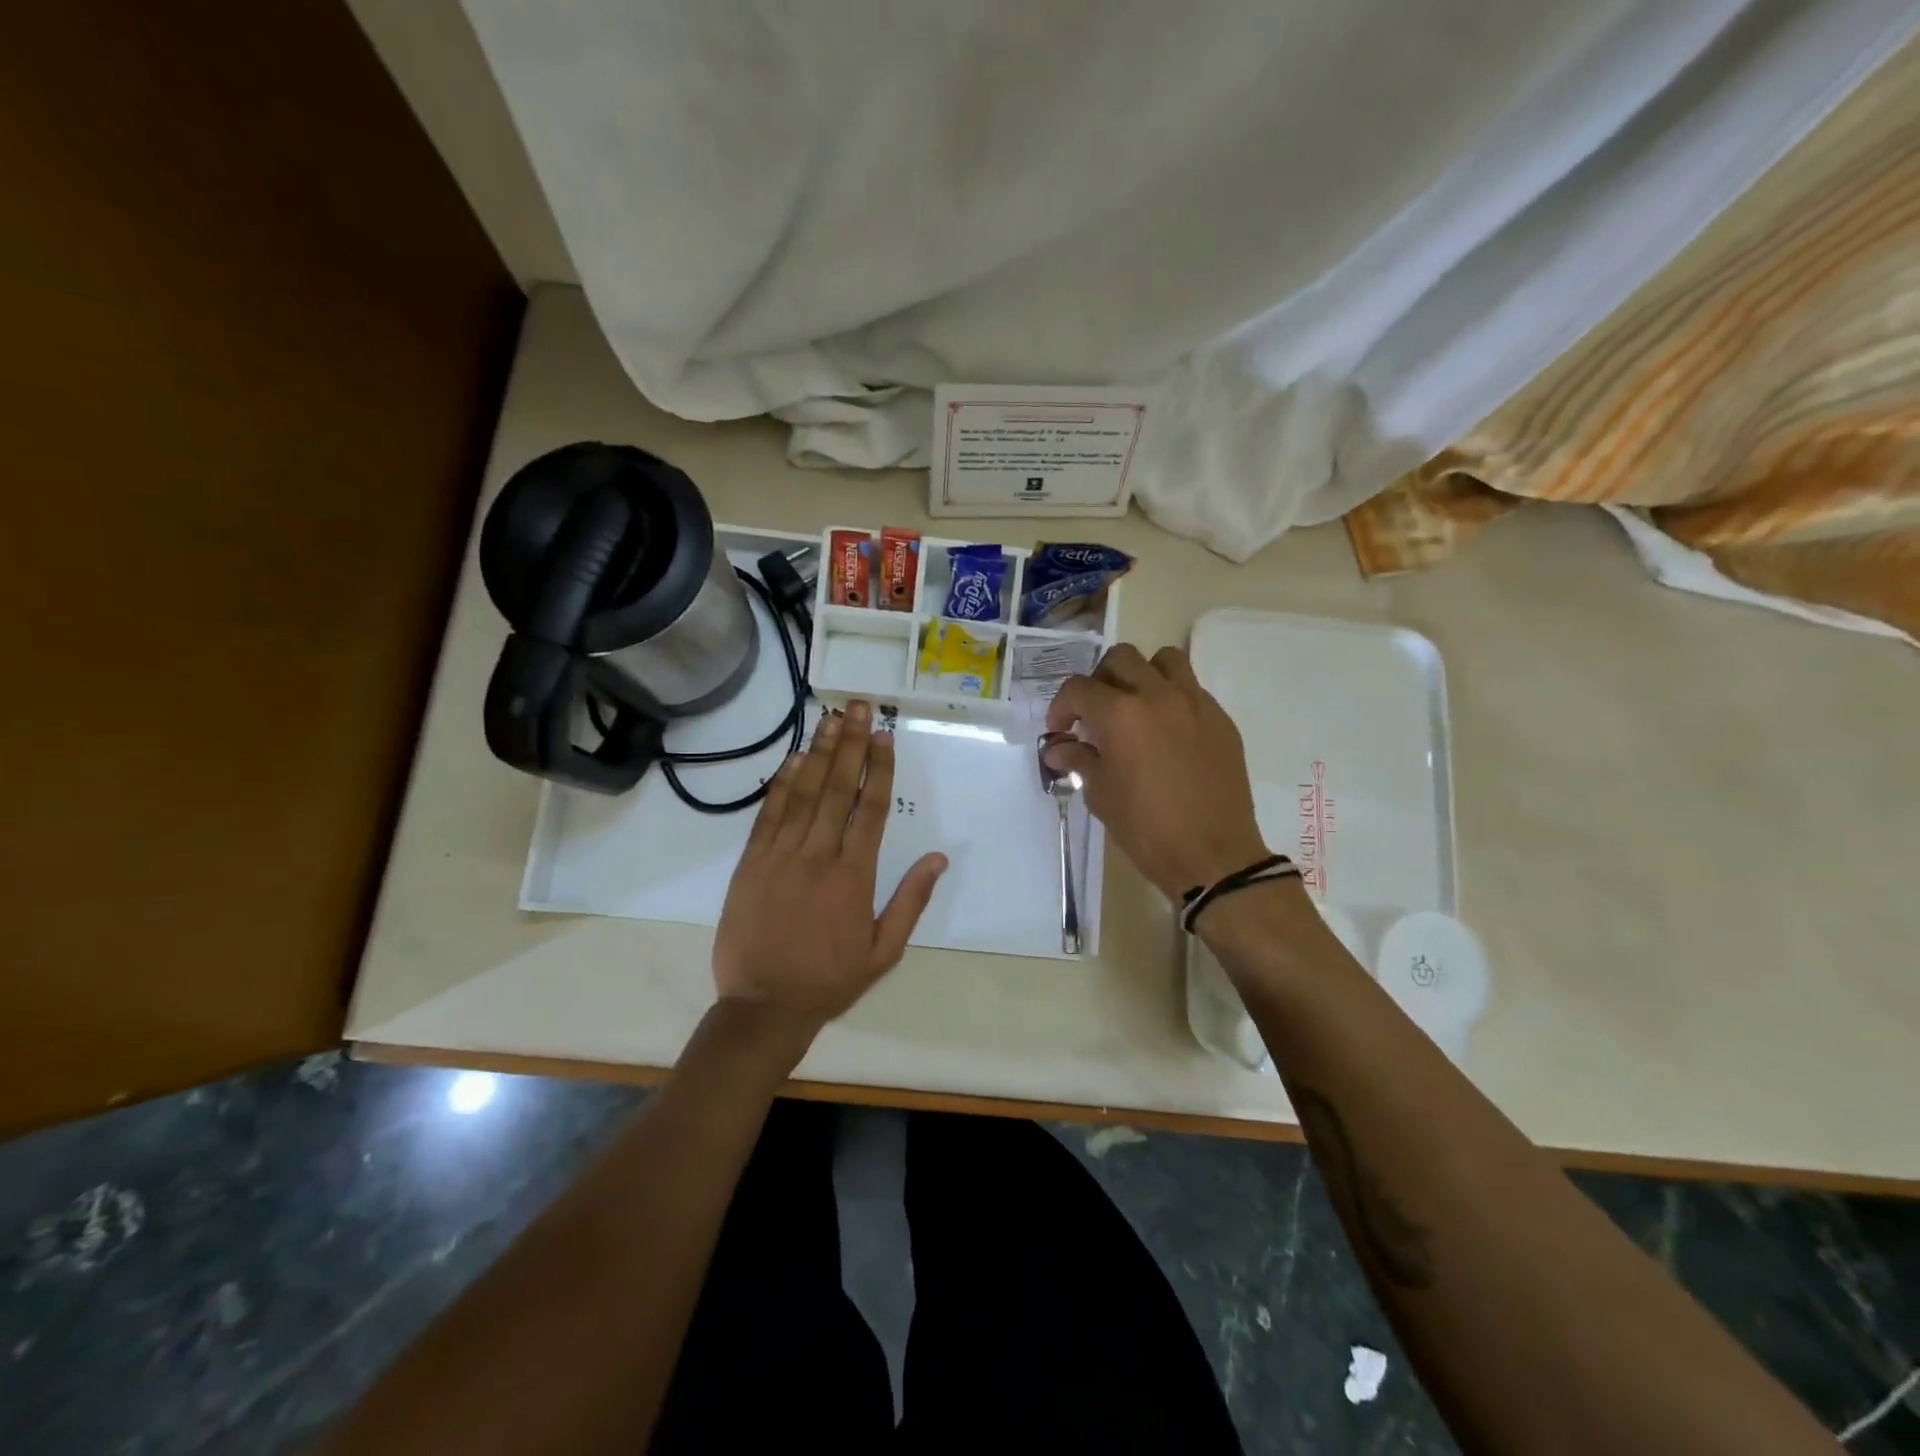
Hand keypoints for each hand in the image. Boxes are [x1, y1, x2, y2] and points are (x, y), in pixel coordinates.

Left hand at [712, 701, 946, 1041]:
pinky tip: (794, 758)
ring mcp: (780, 856)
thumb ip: (911, 901)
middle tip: (857, 706)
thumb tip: (939, 858)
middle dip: (850, 745)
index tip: (883, 735)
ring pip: (803, 794)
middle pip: (838, 790)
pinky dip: (781, 784)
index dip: (878, 769)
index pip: (872, 809)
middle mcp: (818, 856)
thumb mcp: (883, 952)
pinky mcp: (751, 864)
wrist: (763, 1007)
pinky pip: (768, 815)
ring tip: (830, 718)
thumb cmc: (829, 980)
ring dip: (819, 753)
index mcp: (854, 876)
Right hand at [1044, 644, 1269, 899]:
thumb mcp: (1101, 795)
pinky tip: (1167, 734)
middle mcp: (1158, 696)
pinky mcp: (1220, 719)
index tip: (1060, 731)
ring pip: (1164, 660)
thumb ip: (1079, 760)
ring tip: (1135, 707)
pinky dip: (1172, 698)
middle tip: (1095, 714)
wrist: (1212, 855)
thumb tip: (1058, 748)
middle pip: (1121, 659)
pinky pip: (1192, 689)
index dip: (1061, 707)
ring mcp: (1195, 703)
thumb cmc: (1146, 828)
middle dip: (1099, 681)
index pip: (1079, 689)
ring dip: (1142, 675)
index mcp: (1121, 714)